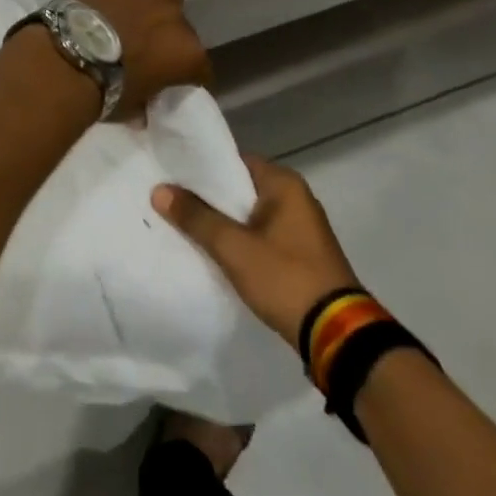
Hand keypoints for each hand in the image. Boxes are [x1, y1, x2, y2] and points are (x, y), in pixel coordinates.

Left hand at [67, 0, 211, 120]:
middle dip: (170, 38)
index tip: (175, 82)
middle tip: (149, 49)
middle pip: (183, 28)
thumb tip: (142, 112)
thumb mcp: (130, 108)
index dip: (188, 76)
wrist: (68, 59)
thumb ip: (143, 104)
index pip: (200, 69)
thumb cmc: (102, 92)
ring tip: (141, 16)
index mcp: (188, 56)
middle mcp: (179, 21)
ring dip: (159, 7)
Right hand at [153, 152, 359, 346]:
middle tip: (169, 199)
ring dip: (221, 221)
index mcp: (284, 184)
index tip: (170, 174)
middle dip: (207, 196)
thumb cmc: (285, 278)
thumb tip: (159, 190)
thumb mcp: (234, 248)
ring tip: (183, 224)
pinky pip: (259, 236)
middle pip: (240, 188)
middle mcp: (296, 198)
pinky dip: (238, 240)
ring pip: (249, 214)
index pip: (234, 161)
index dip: (201, 167)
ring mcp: (300, 228)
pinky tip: (212, 250)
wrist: (337, 335)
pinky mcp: (300, 254)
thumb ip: (196, 217)